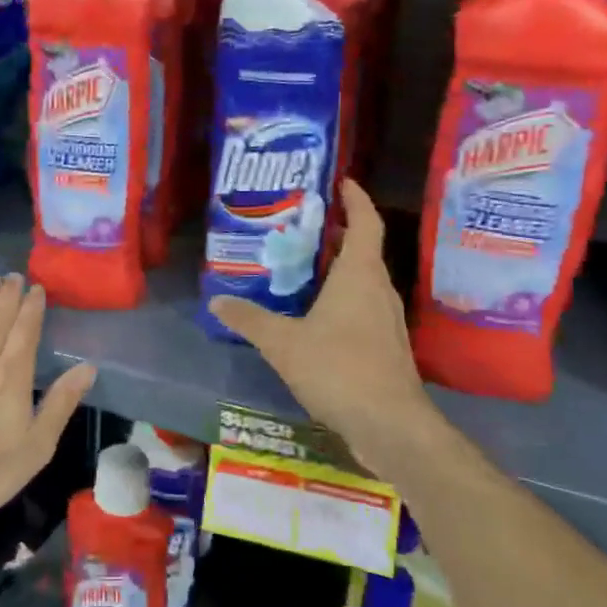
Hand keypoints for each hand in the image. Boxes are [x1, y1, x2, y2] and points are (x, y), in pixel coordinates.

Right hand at [209, 179, 430, 457]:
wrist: (390, 425)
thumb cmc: (340, 369)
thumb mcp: (284, 343)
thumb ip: (249, 319)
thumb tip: (216, 302)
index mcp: (359, 275)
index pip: (365, 222)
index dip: (355, 198)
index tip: (340, 181)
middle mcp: (378, 289)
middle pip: (362, 249)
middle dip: (335, 233)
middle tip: (298, 226)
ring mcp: (386, 320)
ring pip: (362, 281)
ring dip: (337, 269)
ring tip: (299, 267)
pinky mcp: (385, 346)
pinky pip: (362, 307)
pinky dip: (340, 299)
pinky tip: (313, 316)